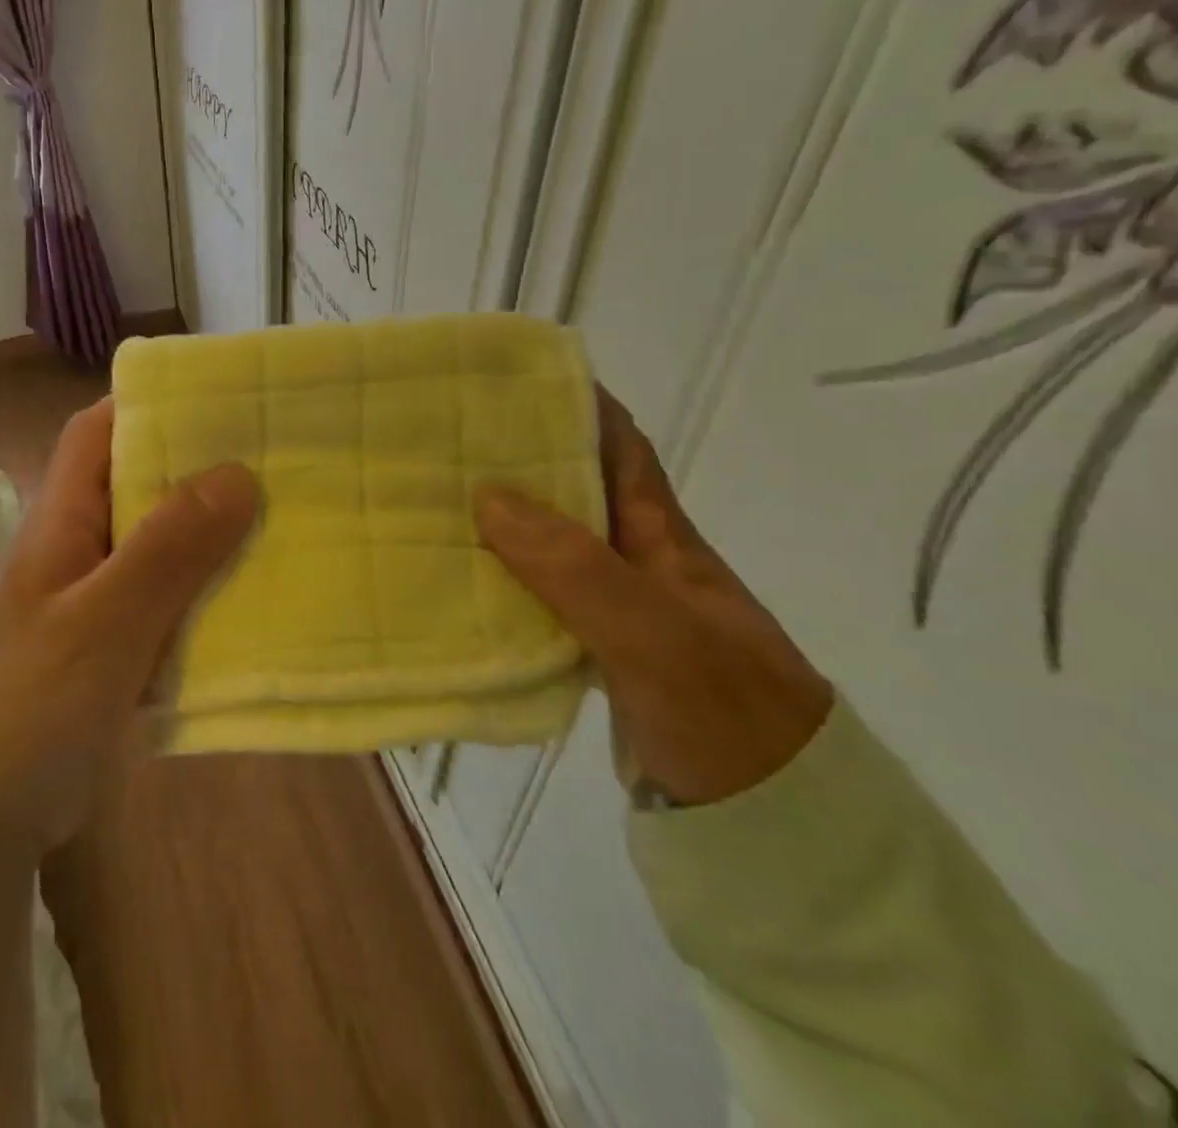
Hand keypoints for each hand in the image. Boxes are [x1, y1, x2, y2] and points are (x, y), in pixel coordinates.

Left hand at [0, 398, 257, 855]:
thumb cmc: (31, 708)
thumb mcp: (105, 622)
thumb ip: (168, 548)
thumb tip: (237, 472)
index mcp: (59, 522)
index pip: (95, 433)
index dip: (147, 406)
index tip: (219, 402)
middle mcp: (74, 549)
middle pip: (136, 486)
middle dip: (198, 471)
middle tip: (275, 462)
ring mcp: (91, 601)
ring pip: (156, 547)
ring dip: (208, 536)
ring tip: (279, 522)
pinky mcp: (108, 647)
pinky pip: (163, 602)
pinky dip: (201, 594)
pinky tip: (250, 601)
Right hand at [475, 390, 832, 806]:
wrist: (773, 825)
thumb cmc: (724, 712)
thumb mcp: (654, 634)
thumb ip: (574, 567)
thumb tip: (488, 495)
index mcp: (659, 533)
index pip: (617, 443)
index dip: (573, 402)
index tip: (506, 380)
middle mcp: (634, 556)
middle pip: (571, 488)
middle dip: (516, 457)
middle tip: (441, 441)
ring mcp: (615, 605)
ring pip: (547, 542)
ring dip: (499, 520)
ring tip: (431, 501)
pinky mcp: (595, 648)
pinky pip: (537, 595)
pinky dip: (500, 581)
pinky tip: (458, 582)